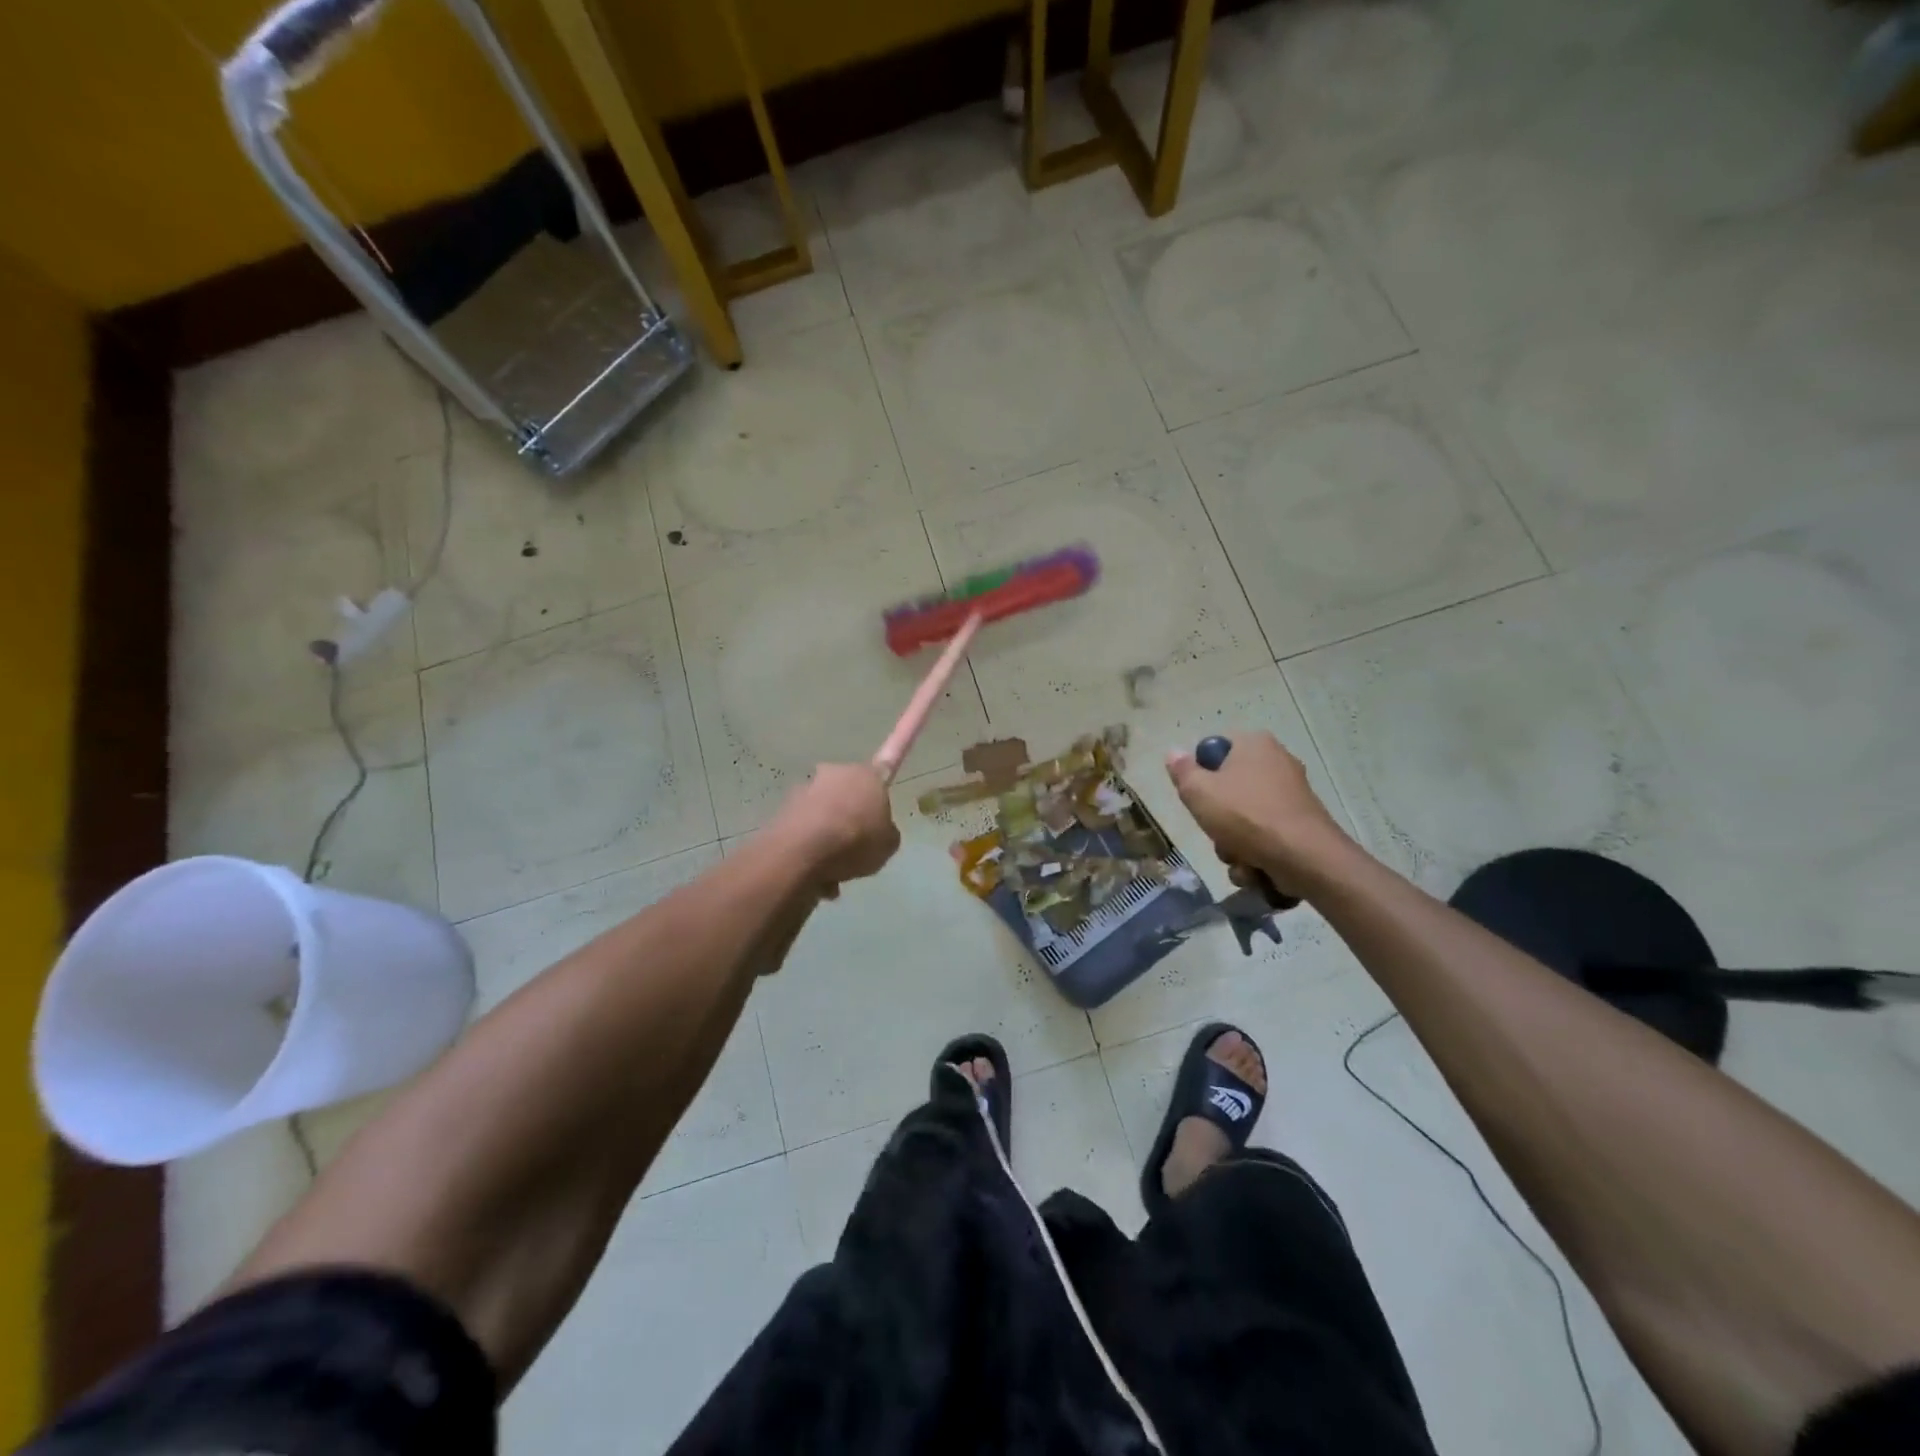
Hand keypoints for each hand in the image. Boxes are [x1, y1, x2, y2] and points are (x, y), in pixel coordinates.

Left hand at [772, 764, 900, 893]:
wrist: (803, 853)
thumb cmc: (856, 840)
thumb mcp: (889, 844)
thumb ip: (886, 833)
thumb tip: (877, 832)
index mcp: (866, 774)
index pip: (882, 768)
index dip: (882, 780)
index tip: (881, 783)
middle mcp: (833, 774)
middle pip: (847, 793)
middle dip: (850, 815)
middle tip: (858, 846)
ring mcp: (805, 790)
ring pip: (824, 815)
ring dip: (828, 837)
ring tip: (836, 872)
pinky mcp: (783, 810)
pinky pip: (806, 831)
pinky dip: (812, 850)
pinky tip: (818, 878)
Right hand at [1165, 732, 1352, 899]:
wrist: (1304, 857)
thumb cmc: (1245, 816)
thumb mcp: (1198, 792)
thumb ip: (1182, 771)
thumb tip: (1174, 753)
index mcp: (1255, 744)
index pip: (1214, 750)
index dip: (1200, 775)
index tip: (1196, 797)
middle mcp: (1277, 762)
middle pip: (1228, 789)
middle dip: (1217, 819)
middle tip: (1214, 830)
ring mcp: (1292, 795)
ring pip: (1244, 818)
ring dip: (1232, 843)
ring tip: (1237, 857)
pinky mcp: (1302, 824)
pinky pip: (1266, 835)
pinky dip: (1256, 853)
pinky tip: (1254, 868)